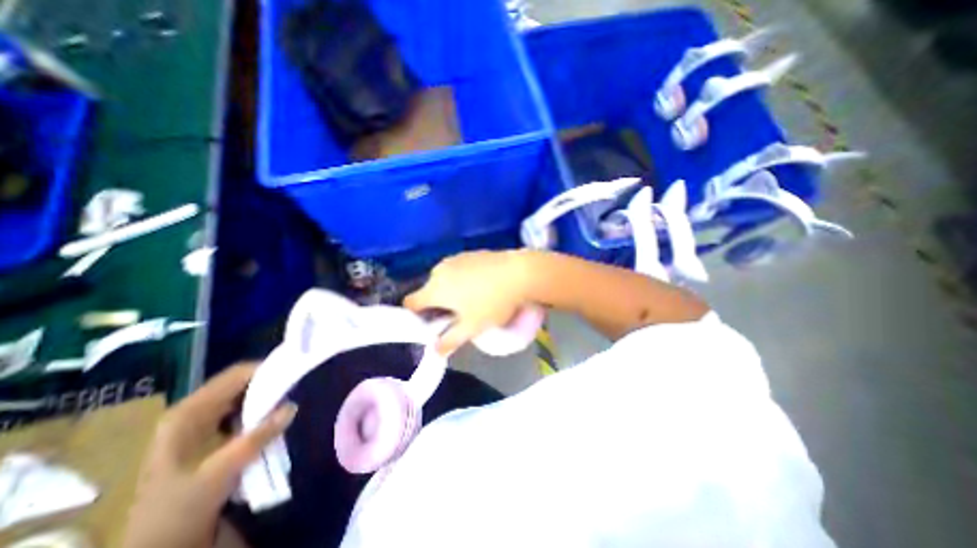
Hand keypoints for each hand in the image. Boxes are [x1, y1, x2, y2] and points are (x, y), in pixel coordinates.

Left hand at [123, 363, 297, 546]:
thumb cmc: (179, 510)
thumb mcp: (220, 473)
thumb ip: (257, 437)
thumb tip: (292, 406)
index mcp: (188, 413)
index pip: (237, 375)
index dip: (269, 369)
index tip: (298, 371)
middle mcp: (194, 411)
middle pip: (242, 383)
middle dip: (272, 383)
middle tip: (302, 386)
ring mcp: (201, 424)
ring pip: (245, 397)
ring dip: (269, 398)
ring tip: (295, 398)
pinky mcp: (211, 436)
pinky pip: (244, 413)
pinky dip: (263, 412)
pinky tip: (278, 418)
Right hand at [404, 248, 531, 353]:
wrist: (520, 273)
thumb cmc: (493, 302)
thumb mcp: (472, 327)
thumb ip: (450, 341)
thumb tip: (434, 351)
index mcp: (434, 289)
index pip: (410, 303)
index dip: (416, 316)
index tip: (433, 324)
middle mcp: (439, 270)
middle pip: (428, 291)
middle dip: (437, 304)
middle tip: (457, 316)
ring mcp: (454, 259)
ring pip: (443, 279)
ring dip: (450, 291)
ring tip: (472, 300)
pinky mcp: (469, 253)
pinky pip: (457, 269)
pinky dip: (461, 278)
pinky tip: (481, 285)